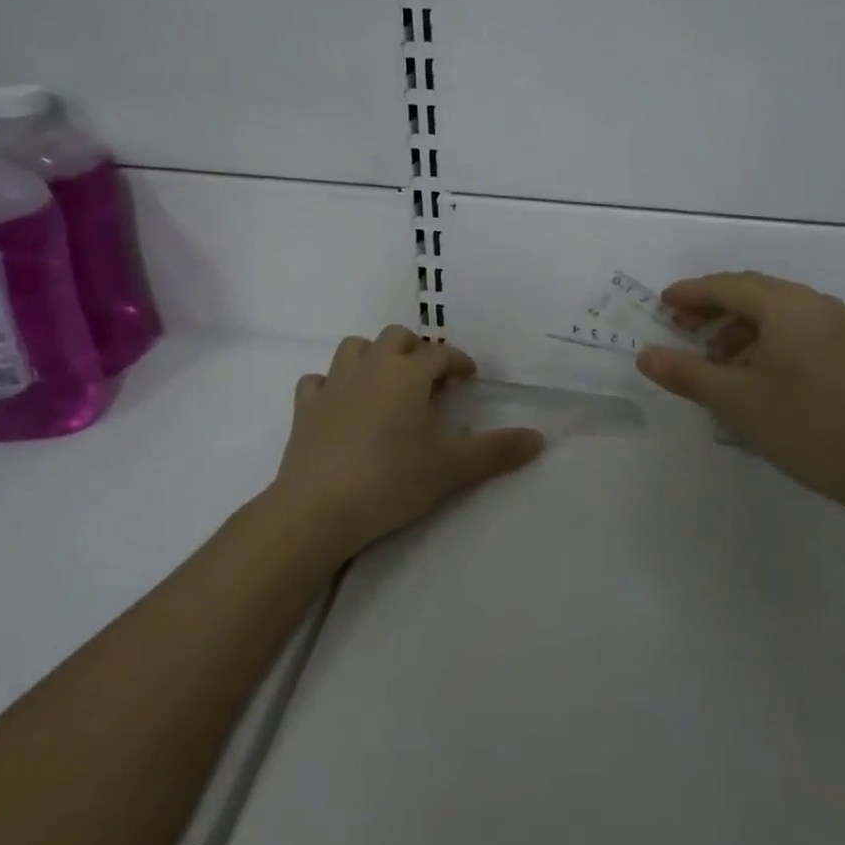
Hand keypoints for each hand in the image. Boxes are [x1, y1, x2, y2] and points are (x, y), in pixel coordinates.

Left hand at [268, 325, 545, 558]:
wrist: (320, 507)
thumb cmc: (393, 479)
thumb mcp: (453, 467)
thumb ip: (497, 450)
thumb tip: (540, 437)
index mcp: (407, 373)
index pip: (439, 354)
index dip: (457, 361)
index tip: (468, 376)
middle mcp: (370, 367)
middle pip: (395, 337)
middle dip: (415, 350)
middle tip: (428, 377)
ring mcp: (333, 384)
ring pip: (354, 348)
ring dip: (372, 356)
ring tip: (385, 382)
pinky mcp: (304, 408)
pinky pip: (317, 381)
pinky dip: (331, 385)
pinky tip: (340, 403)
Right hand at [636, 272, 844, 533]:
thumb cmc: (812, 428)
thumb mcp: (738, 402)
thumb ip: (687, 374)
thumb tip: (644, 355)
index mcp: (786, 306)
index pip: (726, 285)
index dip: (689, 293)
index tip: (661, 305)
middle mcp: (814, 306)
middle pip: (752, 293)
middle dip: (712, 309)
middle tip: (679, 329)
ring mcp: (839, 330)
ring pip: (775, 315)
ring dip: (738, 330)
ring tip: (714, 364)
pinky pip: (796, 333)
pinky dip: (764, 344)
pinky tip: (755, 379)